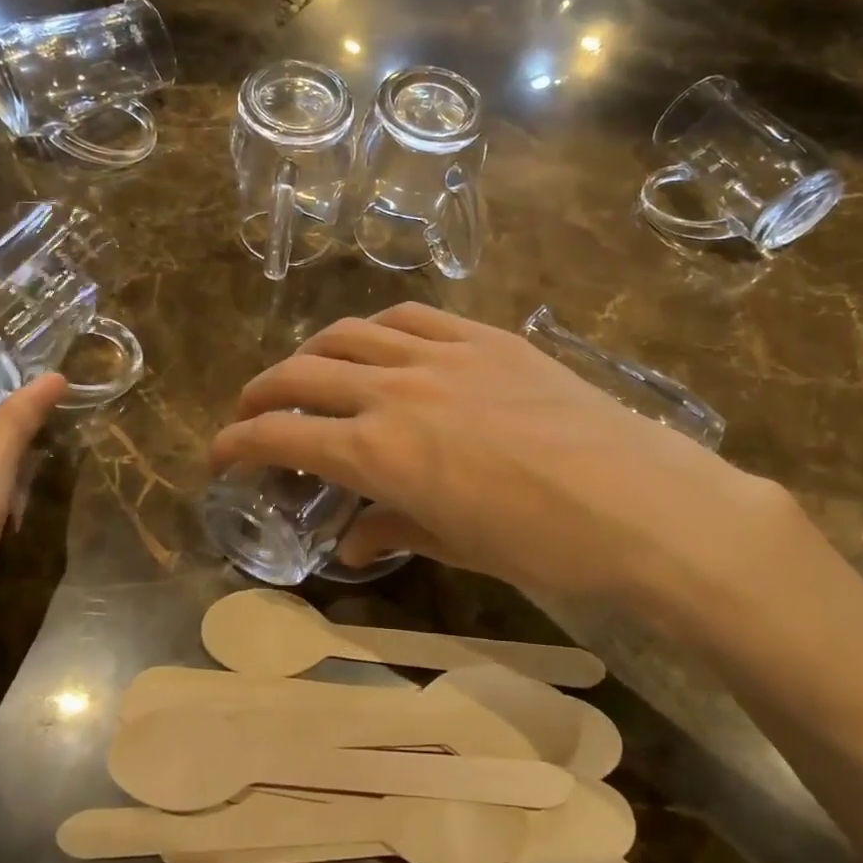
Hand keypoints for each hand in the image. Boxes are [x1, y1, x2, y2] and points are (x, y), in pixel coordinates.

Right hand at [211, 304, 814, 630]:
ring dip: (313, 353)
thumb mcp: (458, 545)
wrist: (644, 503)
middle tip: (253, 413)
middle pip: (302, 374)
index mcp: (379, 452)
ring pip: (350, 333)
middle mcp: (395, 390)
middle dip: (262, 394)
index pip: (281, 437)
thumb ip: (394, 529)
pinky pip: (413, 317)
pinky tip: (379, 344)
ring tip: (308, 373)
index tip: (219, 456)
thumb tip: (353, 541)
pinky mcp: (485, 336)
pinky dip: (379, 329)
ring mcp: (442, 354)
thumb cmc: (546, 544)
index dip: (238, 445)